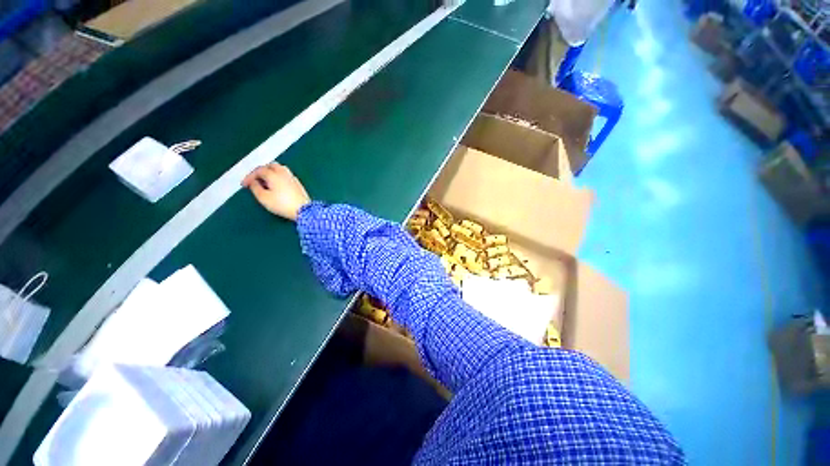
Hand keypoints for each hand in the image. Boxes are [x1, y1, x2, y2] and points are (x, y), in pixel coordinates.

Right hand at [242, 163, 310, 220]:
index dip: (249, 176)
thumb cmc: (282, 204)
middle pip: (271, 166)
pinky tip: (277, 185)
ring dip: (271, 172)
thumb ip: (255, 188)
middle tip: (255, 179)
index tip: (244, 184)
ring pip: (280, 169)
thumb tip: (253, 182)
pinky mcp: (298, 184)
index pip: (259, 170)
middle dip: (261, 170)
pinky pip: (286, 175)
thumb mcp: (264, 198)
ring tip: (266, 181)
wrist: (304, 210)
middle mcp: (284, 173)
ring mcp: (293, 178)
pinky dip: (279, 176)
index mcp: (273, 174)